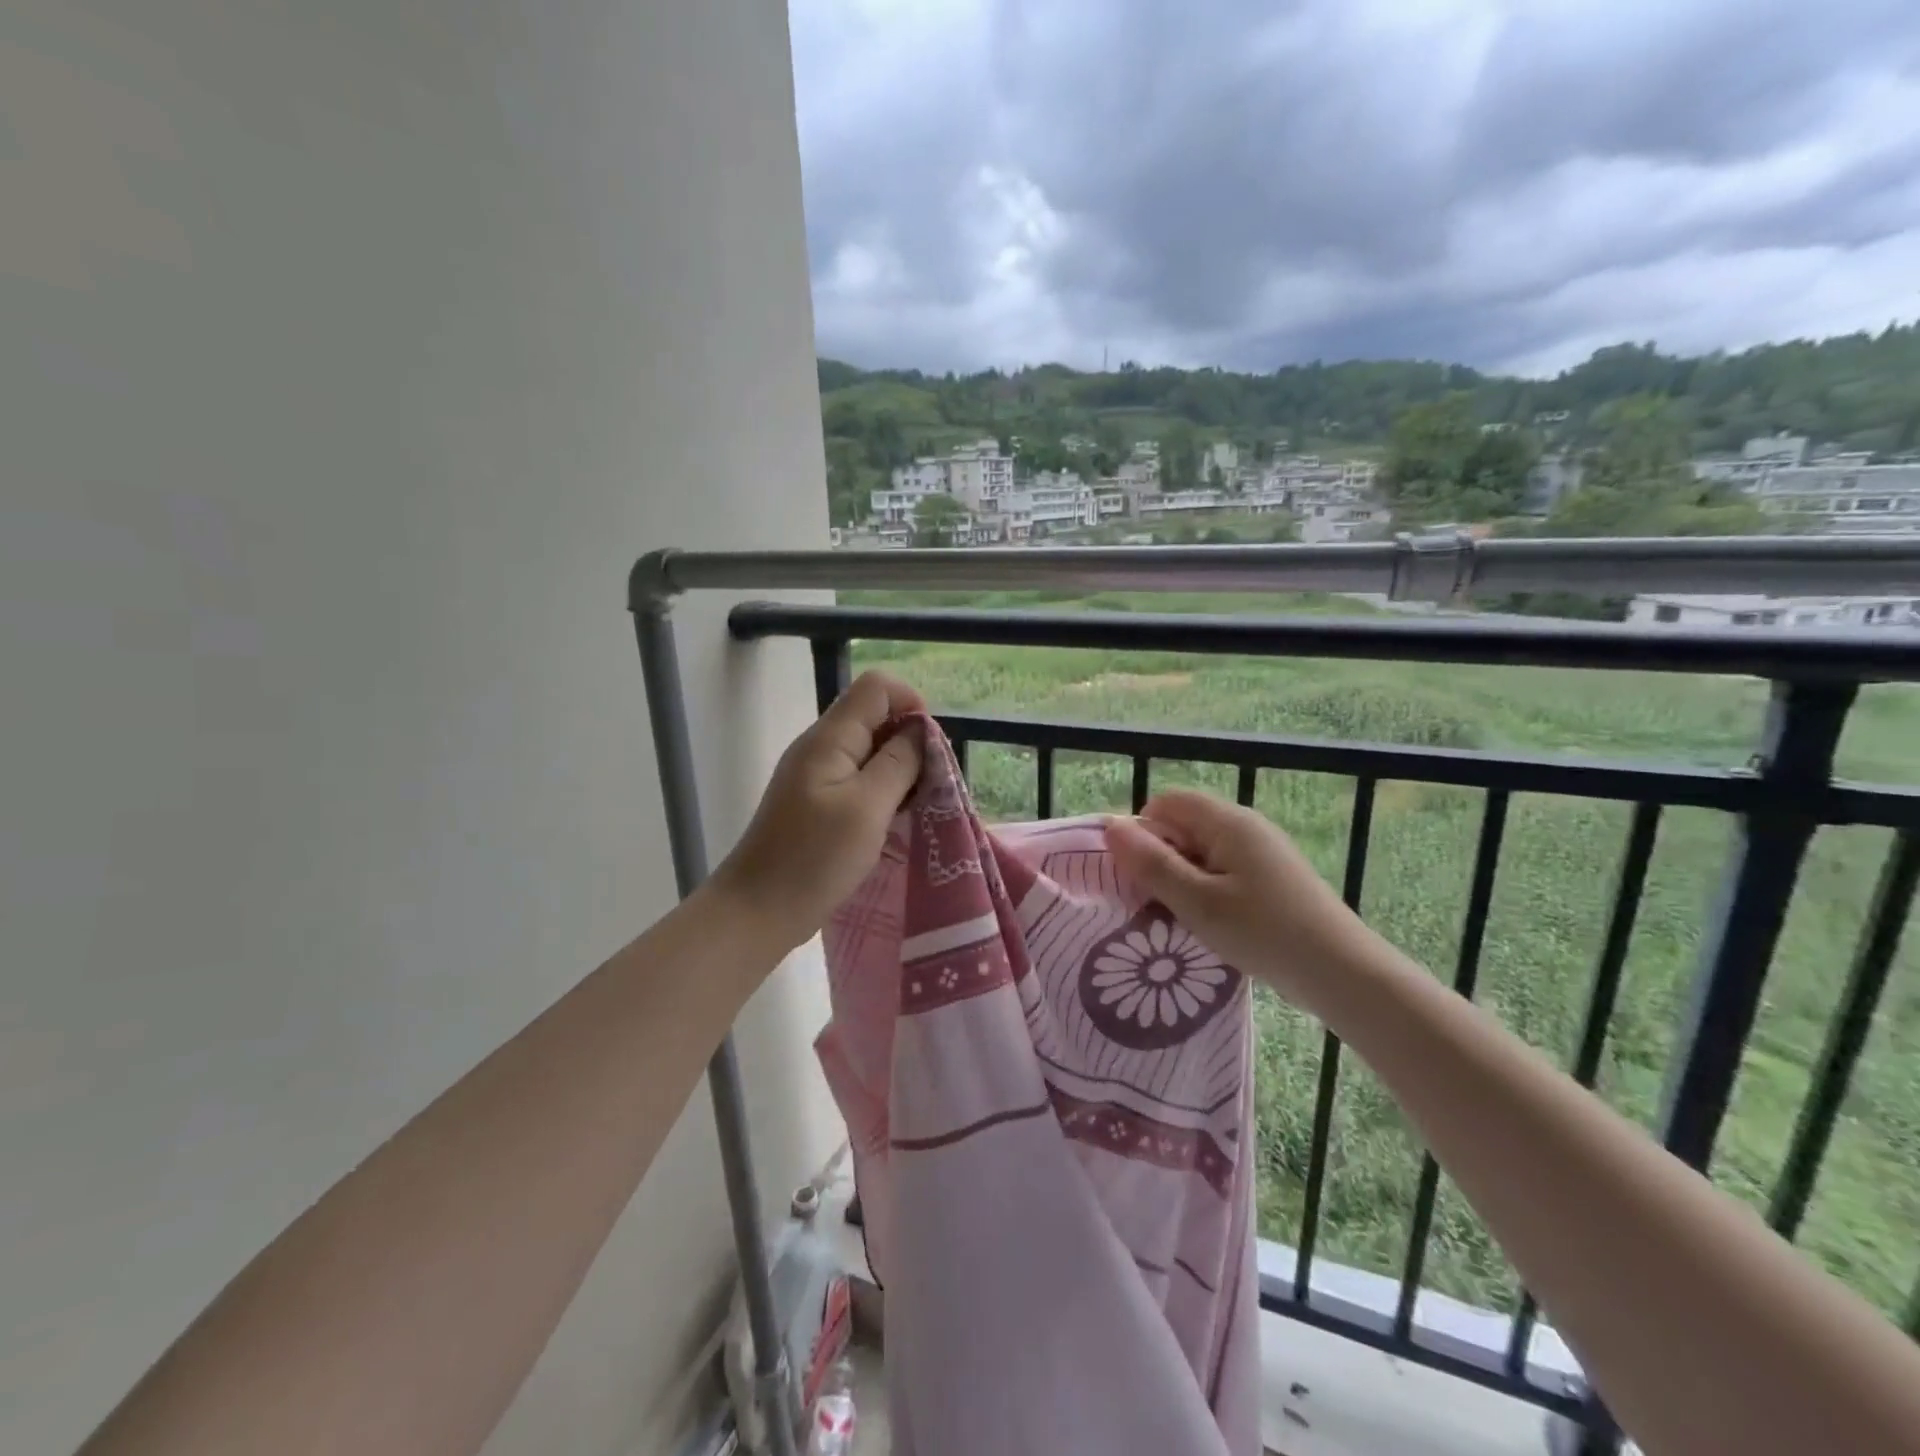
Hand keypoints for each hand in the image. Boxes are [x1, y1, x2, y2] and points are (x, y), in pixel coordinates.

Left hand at [711, 671, 924, 952]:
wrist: (757, 911)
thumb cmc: (815, 859)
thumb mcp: (868, 808)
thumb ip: (898, 763)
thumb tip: (919, 730)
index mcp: (829, 738)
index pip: (877, 687)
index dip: (911, 704)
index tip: (930, 748)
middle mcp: (820, 746)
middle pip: (873, 716)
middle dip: (909, 740)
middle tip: (928, 784)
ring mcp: (815, 775)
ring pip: (868, 750)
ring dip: (898, 769)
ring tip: (915, 805)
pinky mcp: (816, 802)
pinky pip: (857, 778)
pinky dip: (882, 790)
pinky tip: (892, 820)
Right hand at [1104, 789, 1368, 1013]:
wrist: (1342, 973)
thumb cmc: (1264, 933)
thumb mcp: (1197, 901)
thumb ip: (1151, 864)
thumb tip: (1111, 826)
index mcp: (1227, 821)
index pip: (1166, 802)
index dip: (1141, 831)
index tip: (1135, 875)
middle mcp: (1245, 826)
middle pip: (1183, 824)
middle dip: (1160, 858)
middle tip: (1153, 902)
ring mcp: (1262, 851)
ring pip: (1201, 851)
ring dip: (1182, 878)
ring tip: (1179, 918)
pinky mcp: (1272, 877)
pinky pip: (1223, 870)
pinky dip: (1206, 890)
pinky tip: (1211, 924)